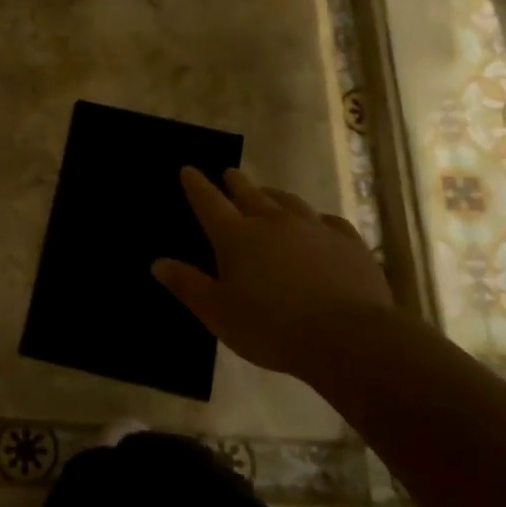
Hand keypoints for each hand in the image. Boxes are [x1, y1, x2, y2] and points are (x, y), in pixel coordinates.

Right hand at [152, 167, 393, 378]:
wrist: (348, 336)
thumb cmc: (272, 328)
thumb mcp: (218, 314)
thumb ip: (188, 285)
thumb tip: (157, 262)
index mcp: (236, 237)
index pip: (209, 202)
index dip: (196, 185)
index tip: (188, 170)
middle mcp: (272, 221)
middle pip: (249, 193)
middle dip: (235, 182)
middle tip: (229, 173)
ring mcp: (313, 227)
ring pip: (288, 201)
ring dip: (273, 195)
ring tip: (268, 195)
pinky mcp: (347, 241)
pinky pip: (328, 220)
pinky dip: (317, 219)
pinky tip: (319, 224)